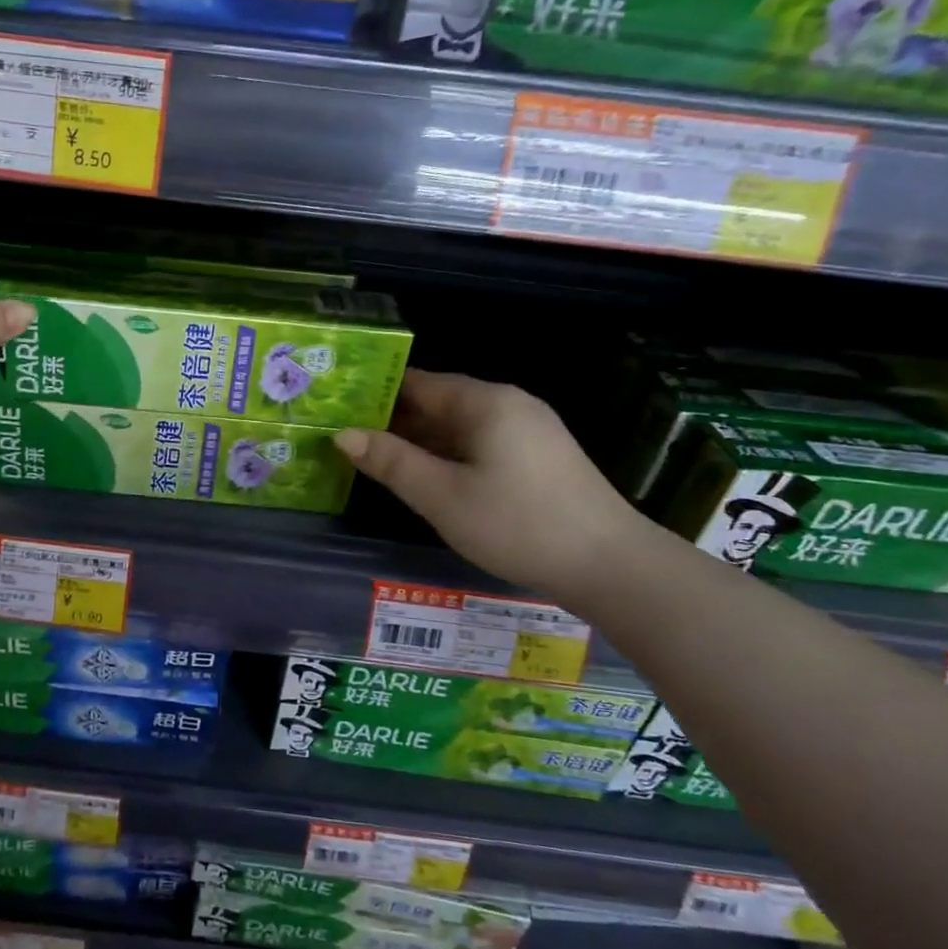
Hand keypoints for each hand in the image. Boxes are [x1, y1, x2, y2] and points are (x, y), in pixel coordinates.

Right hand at [335, 370, 643, 597]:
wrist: (609, 564)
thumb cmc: (517, 525)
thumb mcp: (442, 496)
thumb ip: (391, 462)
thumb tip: (343, 435)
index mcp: (485, 403)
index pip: (418, 384)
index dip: (376, 394)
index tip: (338, 408)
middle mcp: (508, 405)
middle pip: (439, 402)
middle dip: (395, 419)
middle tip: (347, 437)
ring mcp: (528, 430)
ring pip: (460, 426)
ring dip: (421, 440)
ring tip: (375, 457)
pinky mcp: (539, 457)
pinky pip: (481, 443)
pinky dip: (449, 454)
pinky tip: (427, 475)